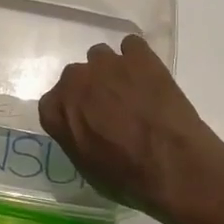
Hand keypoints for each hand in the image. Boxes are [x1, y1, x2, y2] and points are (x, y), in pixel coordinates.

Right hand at [38, 35, 223, 223]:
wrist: (172, 164)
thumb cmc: (127, 177)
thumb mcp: (87, 167)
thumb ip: (74, 137)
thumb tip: (81, 127)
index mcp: (58, 110)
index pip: (51, 103)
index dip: (70, 112)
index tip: (85, 122)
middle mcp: (76, 80)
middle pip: (76, 77)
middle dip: (89, 89)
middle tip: (110, 108)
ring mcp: (108, 63)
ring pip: (101, 57)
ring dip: (111, 71)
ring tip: (132, 90)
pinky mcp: (139, 55)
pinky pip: (132, 46)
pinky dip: (137, 58)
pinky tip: (149, 77)